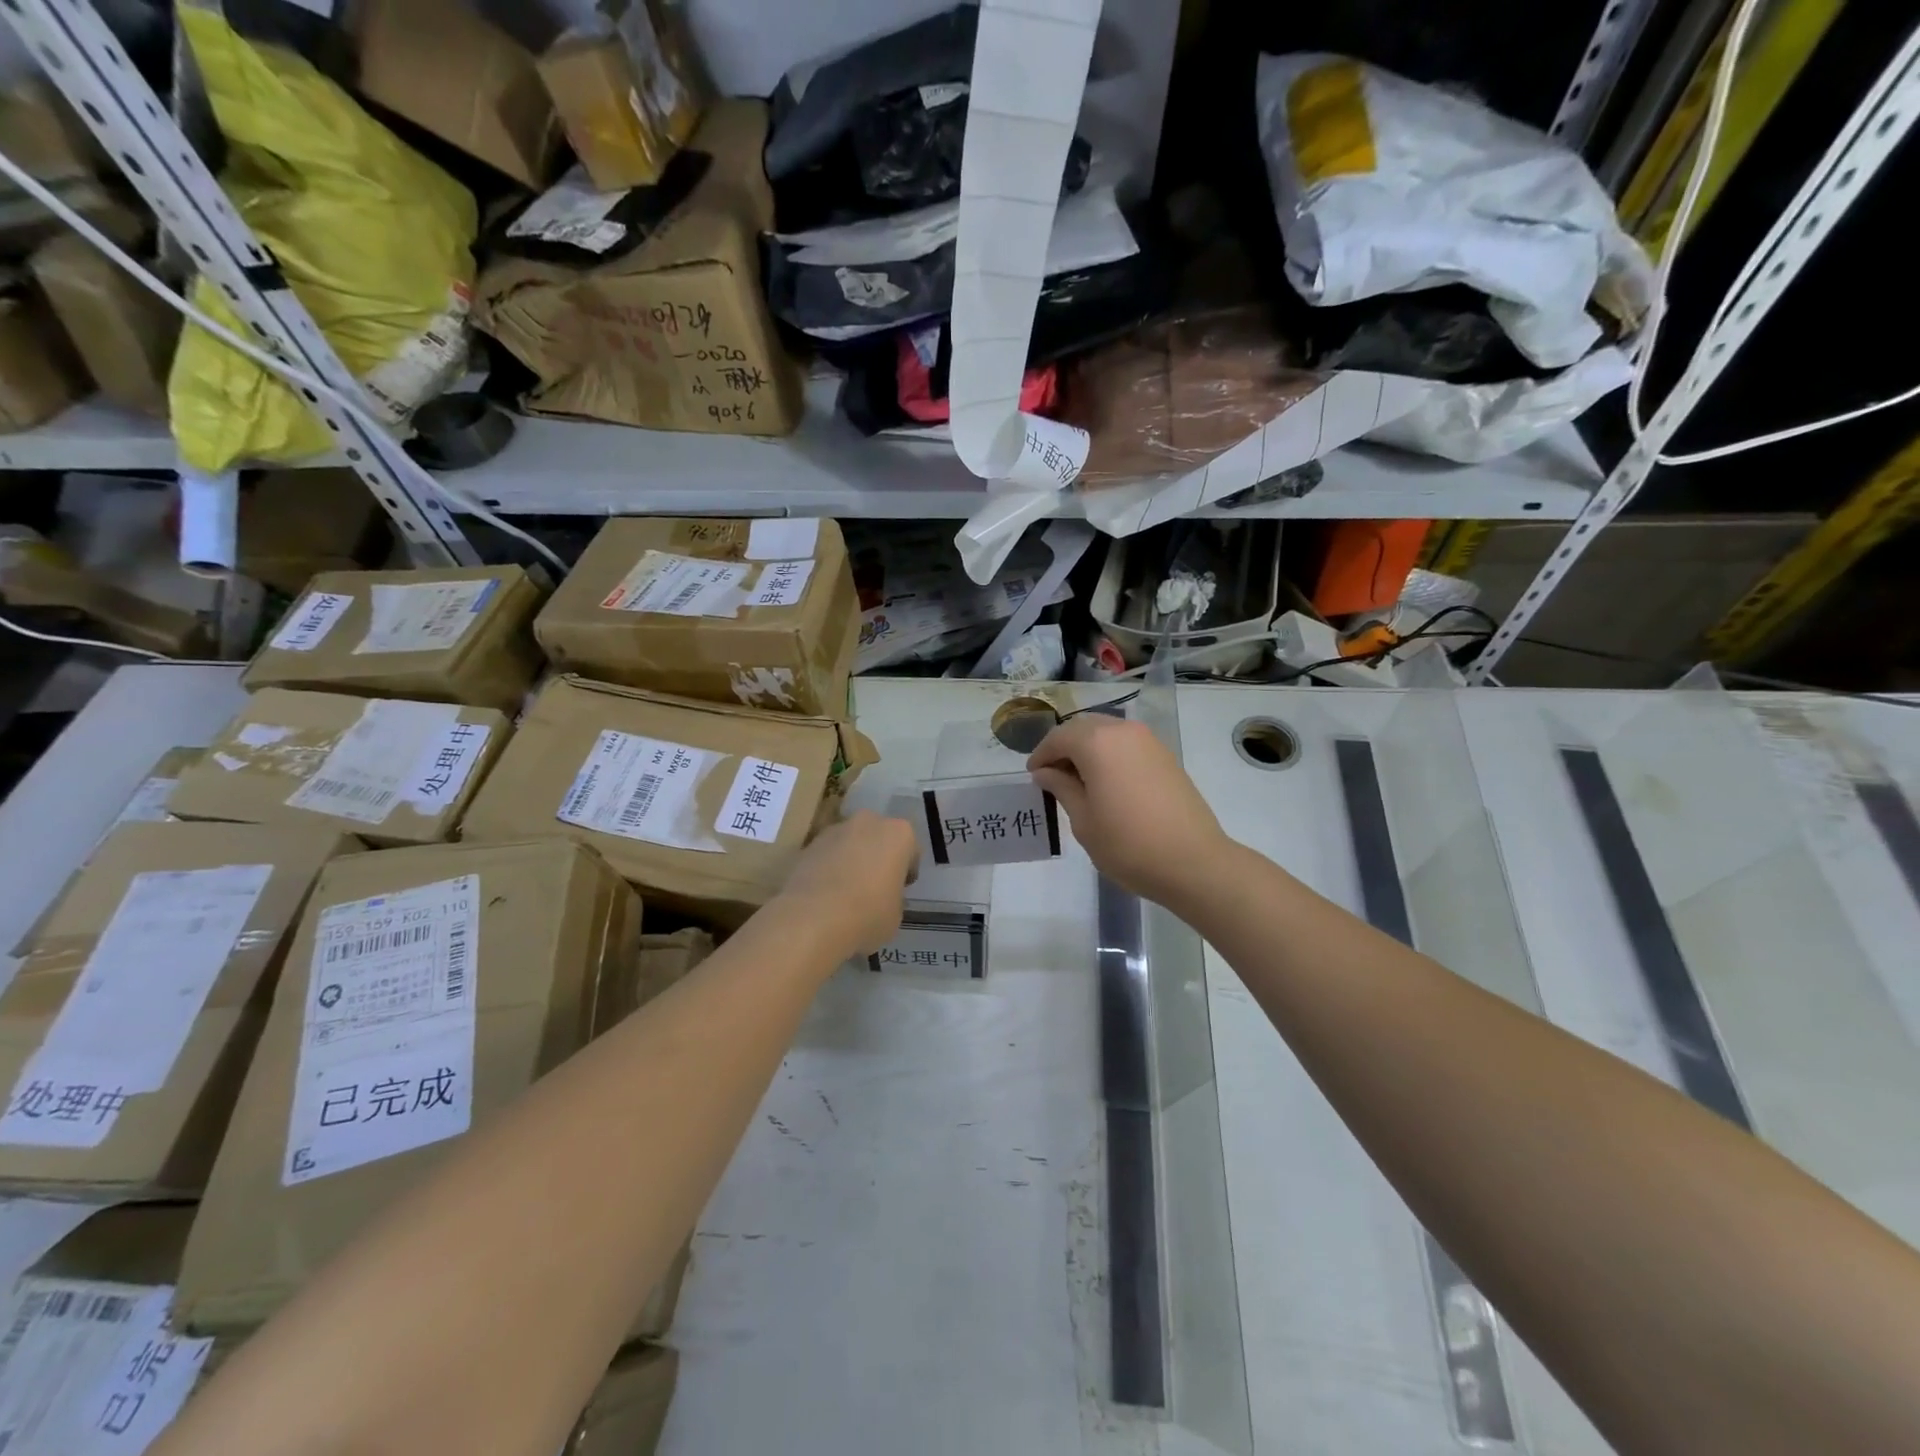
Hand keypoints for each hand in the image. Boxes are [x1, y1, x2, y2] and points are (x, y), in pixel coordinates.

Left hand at [776, 810, 919, 956]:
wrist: (812, 919)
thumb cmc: (867, 914)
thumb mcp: (896, 914)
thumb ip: (894, 897)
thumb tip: (883, 897)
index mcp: (898, 834)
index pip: (911, 849)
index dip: (906, 871)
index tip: (901, 889)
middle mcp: (867, 822)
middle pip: (878, 837)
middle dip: (877, 856)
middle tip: (874, 887)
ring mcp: (834, 830)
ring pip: (849, 843)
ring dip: (850, 860)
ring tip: (845, 893)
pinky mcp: (807, 845)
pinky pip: (826, 856)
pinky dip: (827, 869)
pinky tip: (825, 896)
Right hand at [1028, 715, 1229, 905]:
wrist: (1193, 862)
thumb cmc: (1128, 844)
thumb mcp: (1083, 820)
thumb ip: (1062, 788)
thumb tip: (1045, 772)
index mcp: (1097, 742)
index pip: (1059, 738)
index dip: (1042, 755)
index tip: (1033, 776)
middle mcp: (1123, 731)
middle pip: (1083, 728)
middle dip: (1064, 747)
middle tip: (1052, 776)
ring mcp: (1149, 741)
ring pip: (1107, 733)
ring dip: (1087, 749)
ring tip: (1078, 782)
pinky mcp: (1165, 756)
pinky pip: (1127, 744)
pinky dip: (1110, 755)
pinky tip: (1106, 784)